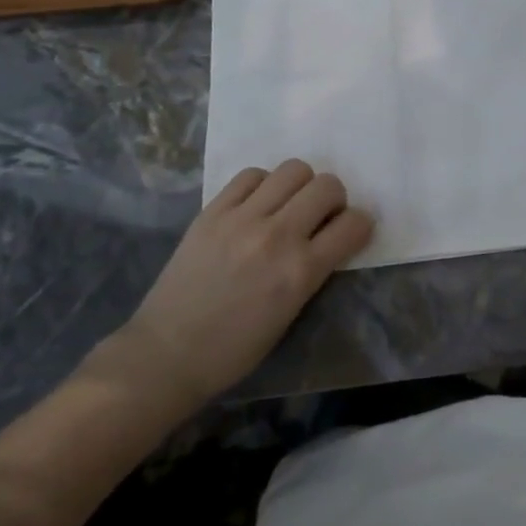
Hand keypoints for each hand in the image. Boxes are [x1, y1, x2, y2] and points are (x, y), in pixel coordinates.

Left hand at [112, 160, 373, 413]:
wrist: (166, 355)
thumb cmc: (235, 349)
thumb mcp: (292, 313)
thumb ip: (315, 269)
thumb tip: (331, 237)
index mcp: (301, 271)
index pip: (354, 223)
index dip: (359, 225)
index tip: (349, 233)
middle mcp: (276, 236)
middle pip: (327, 185)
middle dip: (333, 199)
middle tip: (318, 218)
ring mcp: (241, 219)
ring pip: (293, 169)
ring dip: (300, 186)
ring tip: (286, 207)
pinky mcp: (212, 212)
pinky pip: (251, 175)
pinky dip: (262, 185)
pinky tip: (255, 206)